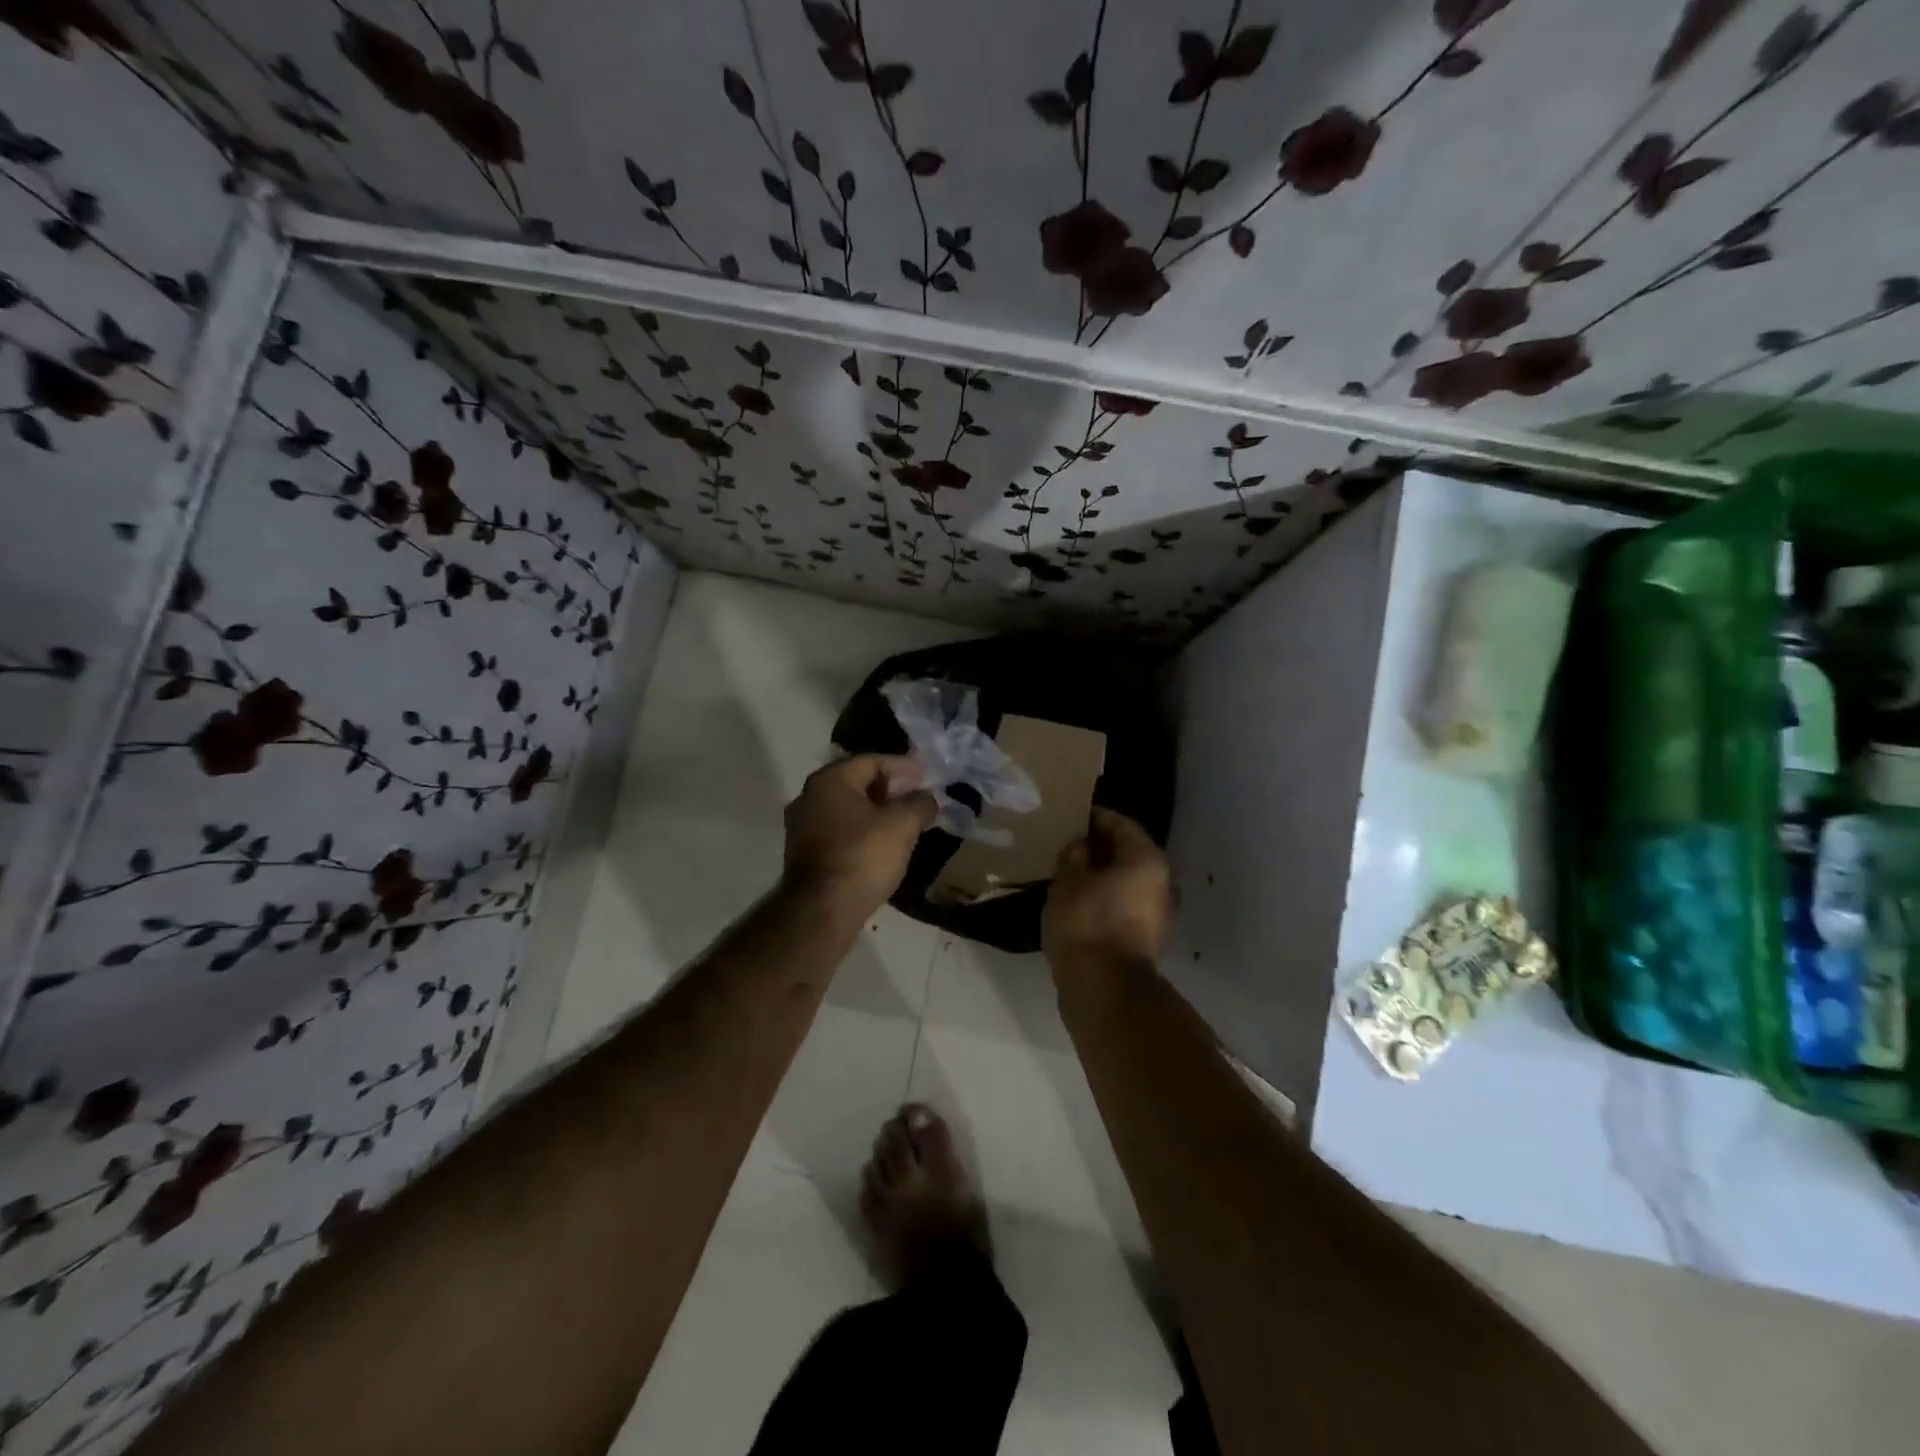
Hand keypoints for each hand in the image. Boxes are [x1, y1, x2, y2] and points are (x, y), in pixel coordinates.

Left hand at [782, 754, 936, 919]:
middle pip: (857, 782)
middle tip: (918, 795)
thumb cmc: (862, 857)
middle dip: (890, 787)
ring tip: (906, 819)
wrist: (822, 911)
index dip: (903, 765)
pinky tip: (884, 842)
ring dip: (877, 810)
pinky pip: (840, 830)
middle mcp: (809, 796)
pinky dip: (863, 829)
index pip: (872, 761)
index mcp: (830, 780)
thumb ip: (919, 804)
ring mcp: (802, 826)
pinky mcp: (804, 853)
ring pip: (848, 808)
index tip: (927, 773)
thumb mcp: (901, 825)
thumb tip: (929, 797)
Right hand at [1043, 807, 1173, 971]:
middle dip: (1100, 848)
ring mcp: (1160, 914)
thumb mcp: (1068, 880)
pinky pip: (1126, 906)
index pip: (1121, 824)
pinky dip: (1107, 900)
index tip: (1072, 817)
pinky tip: (1081, 904)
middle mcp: (1162, 882)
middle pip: (1129, 853)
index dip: (1095, 817)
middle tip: (1068, 845)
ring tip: (1071, 875)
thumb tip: (1081, 844)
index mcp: (1147, 859)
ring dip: (1103, 876)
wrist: (1104, 990)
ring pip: (1128, 882)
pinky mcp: (1150, 940)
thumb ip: (1074, 854)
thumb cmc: (1086, 923)